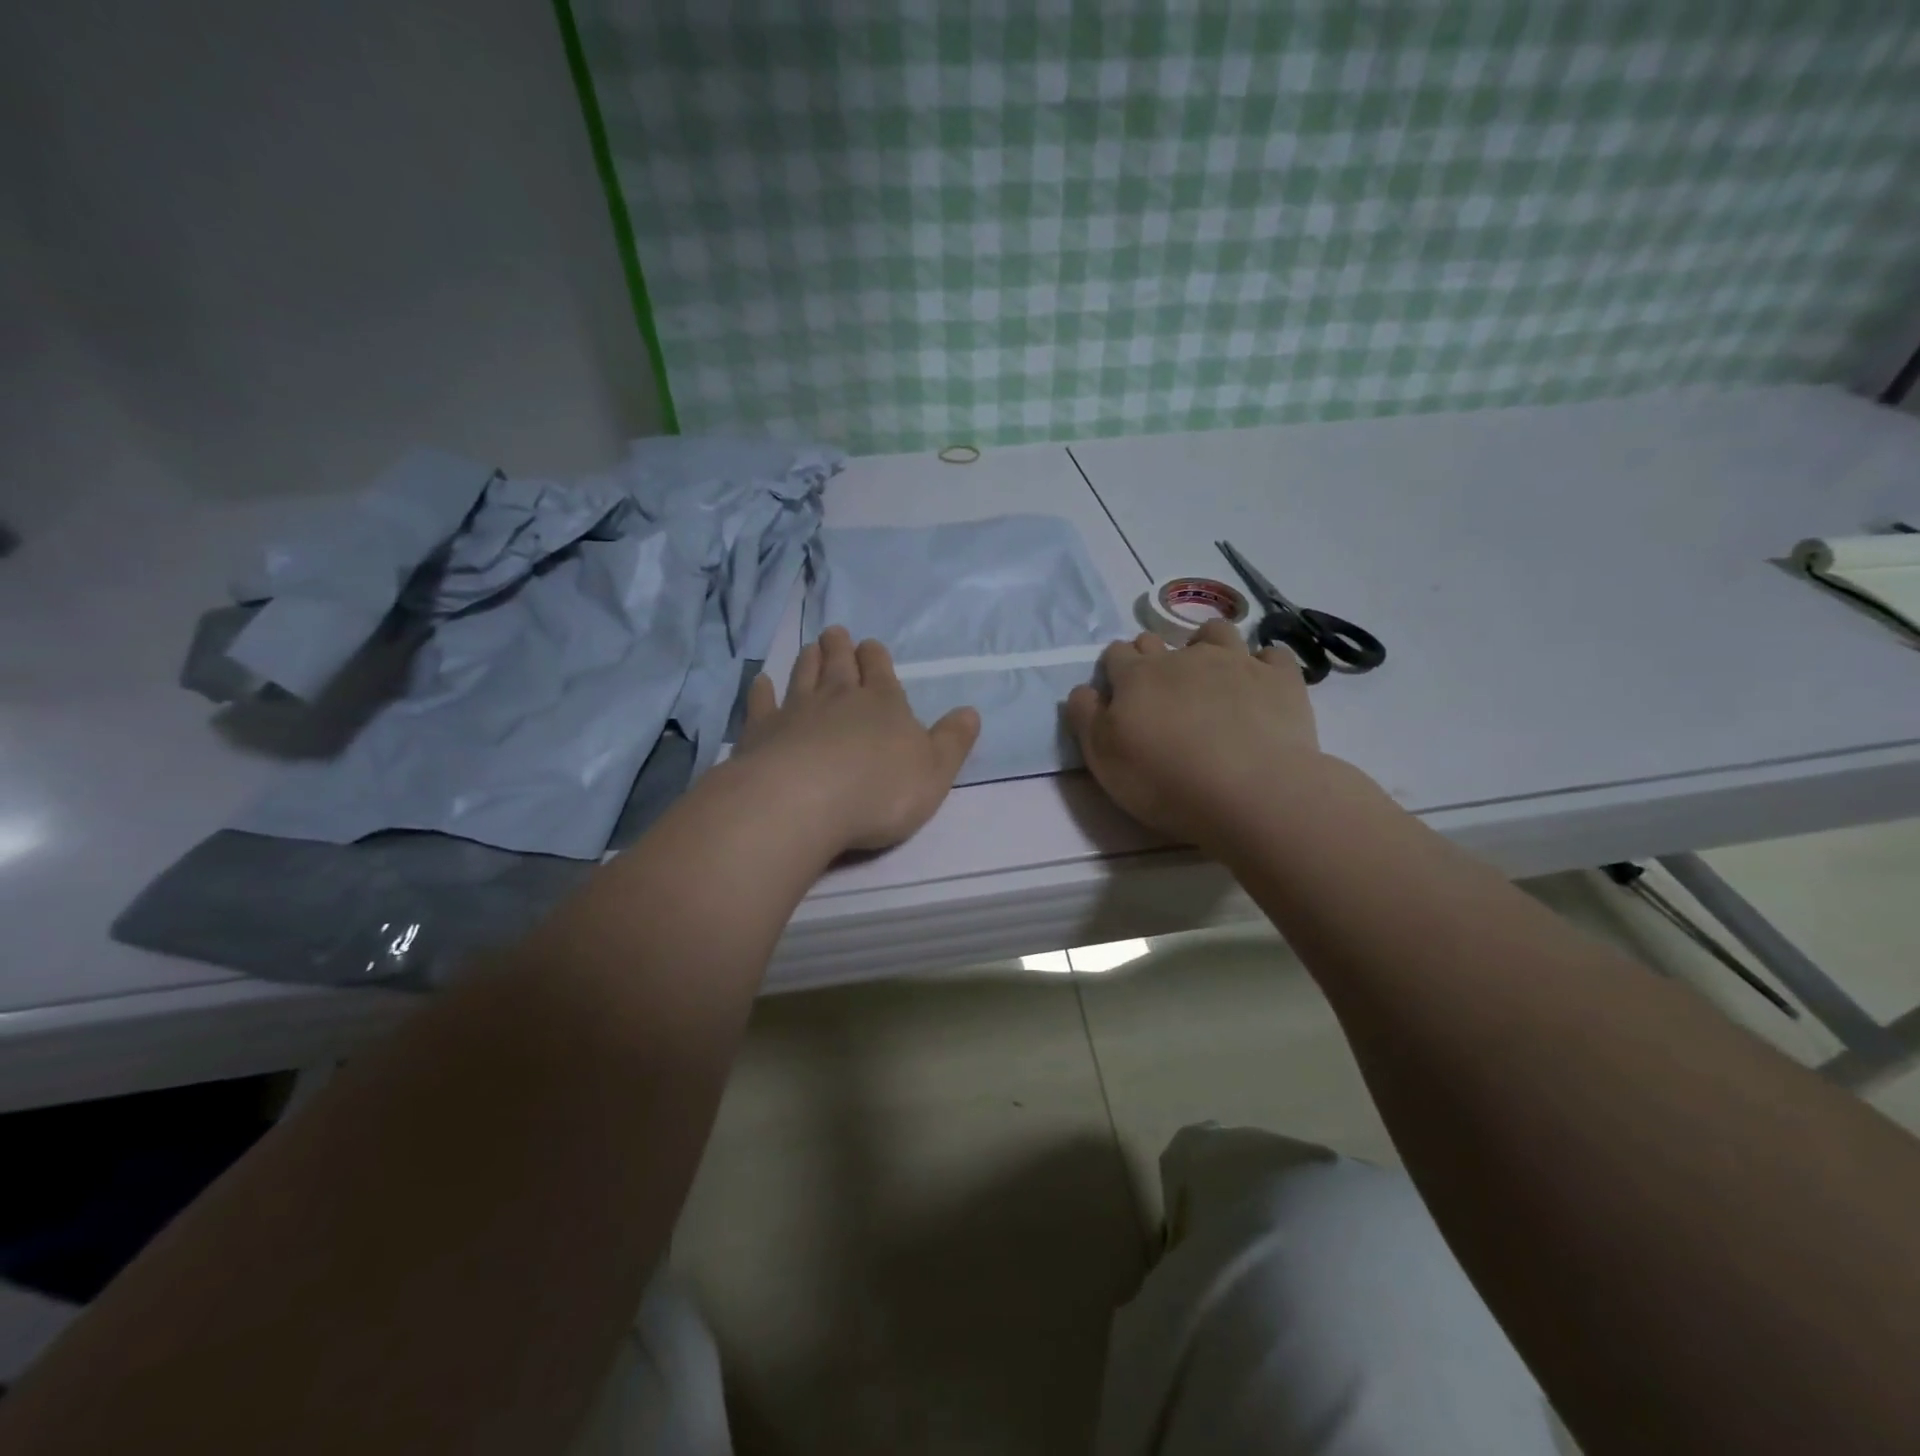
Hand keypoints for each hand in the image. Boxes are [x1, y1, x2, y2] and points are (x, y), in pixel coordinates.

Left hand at [734, 626, 980, 852]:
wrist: (805, 801)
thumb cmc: (880, 790)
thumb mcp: (935, 771)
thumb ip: (952, 741)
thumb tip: (970, 712)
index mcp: (883, 703)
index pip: (880, 671)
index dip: (876, 657)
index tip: (869, 644)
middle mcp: (839, 697)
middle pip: (839, 665)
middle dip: (839, 648)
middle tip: (834, 632)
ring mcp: (796, 711)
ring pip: (803, 676)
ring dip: (808, 660)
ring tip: (809, 646)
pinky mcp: (761, 732)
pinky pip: (762, 704)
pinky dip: (762, 692)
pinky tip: (761, 682)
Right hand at [1064, 619, 1321, 847]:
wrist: (1249, 792)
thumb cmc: (1164, 780)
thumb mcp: (1102, 758)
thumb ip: (1085, 718)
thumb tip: (1083, 690)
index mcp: (1136, 676)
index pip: (1116, 655)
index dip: (1115, 669)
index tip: (1119, 691)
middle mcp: (1183, 657)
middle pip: (1159, 641)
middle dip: (1154, 656)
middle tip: (1160, 689)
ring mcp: (1235, 662)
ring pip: (1216, 632)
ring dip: (1207, 644)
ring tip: (1210, 672)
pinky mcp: (1279, 678)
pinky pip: (1271, 655)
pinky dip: (1263, 664)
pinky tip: (1261, 684)